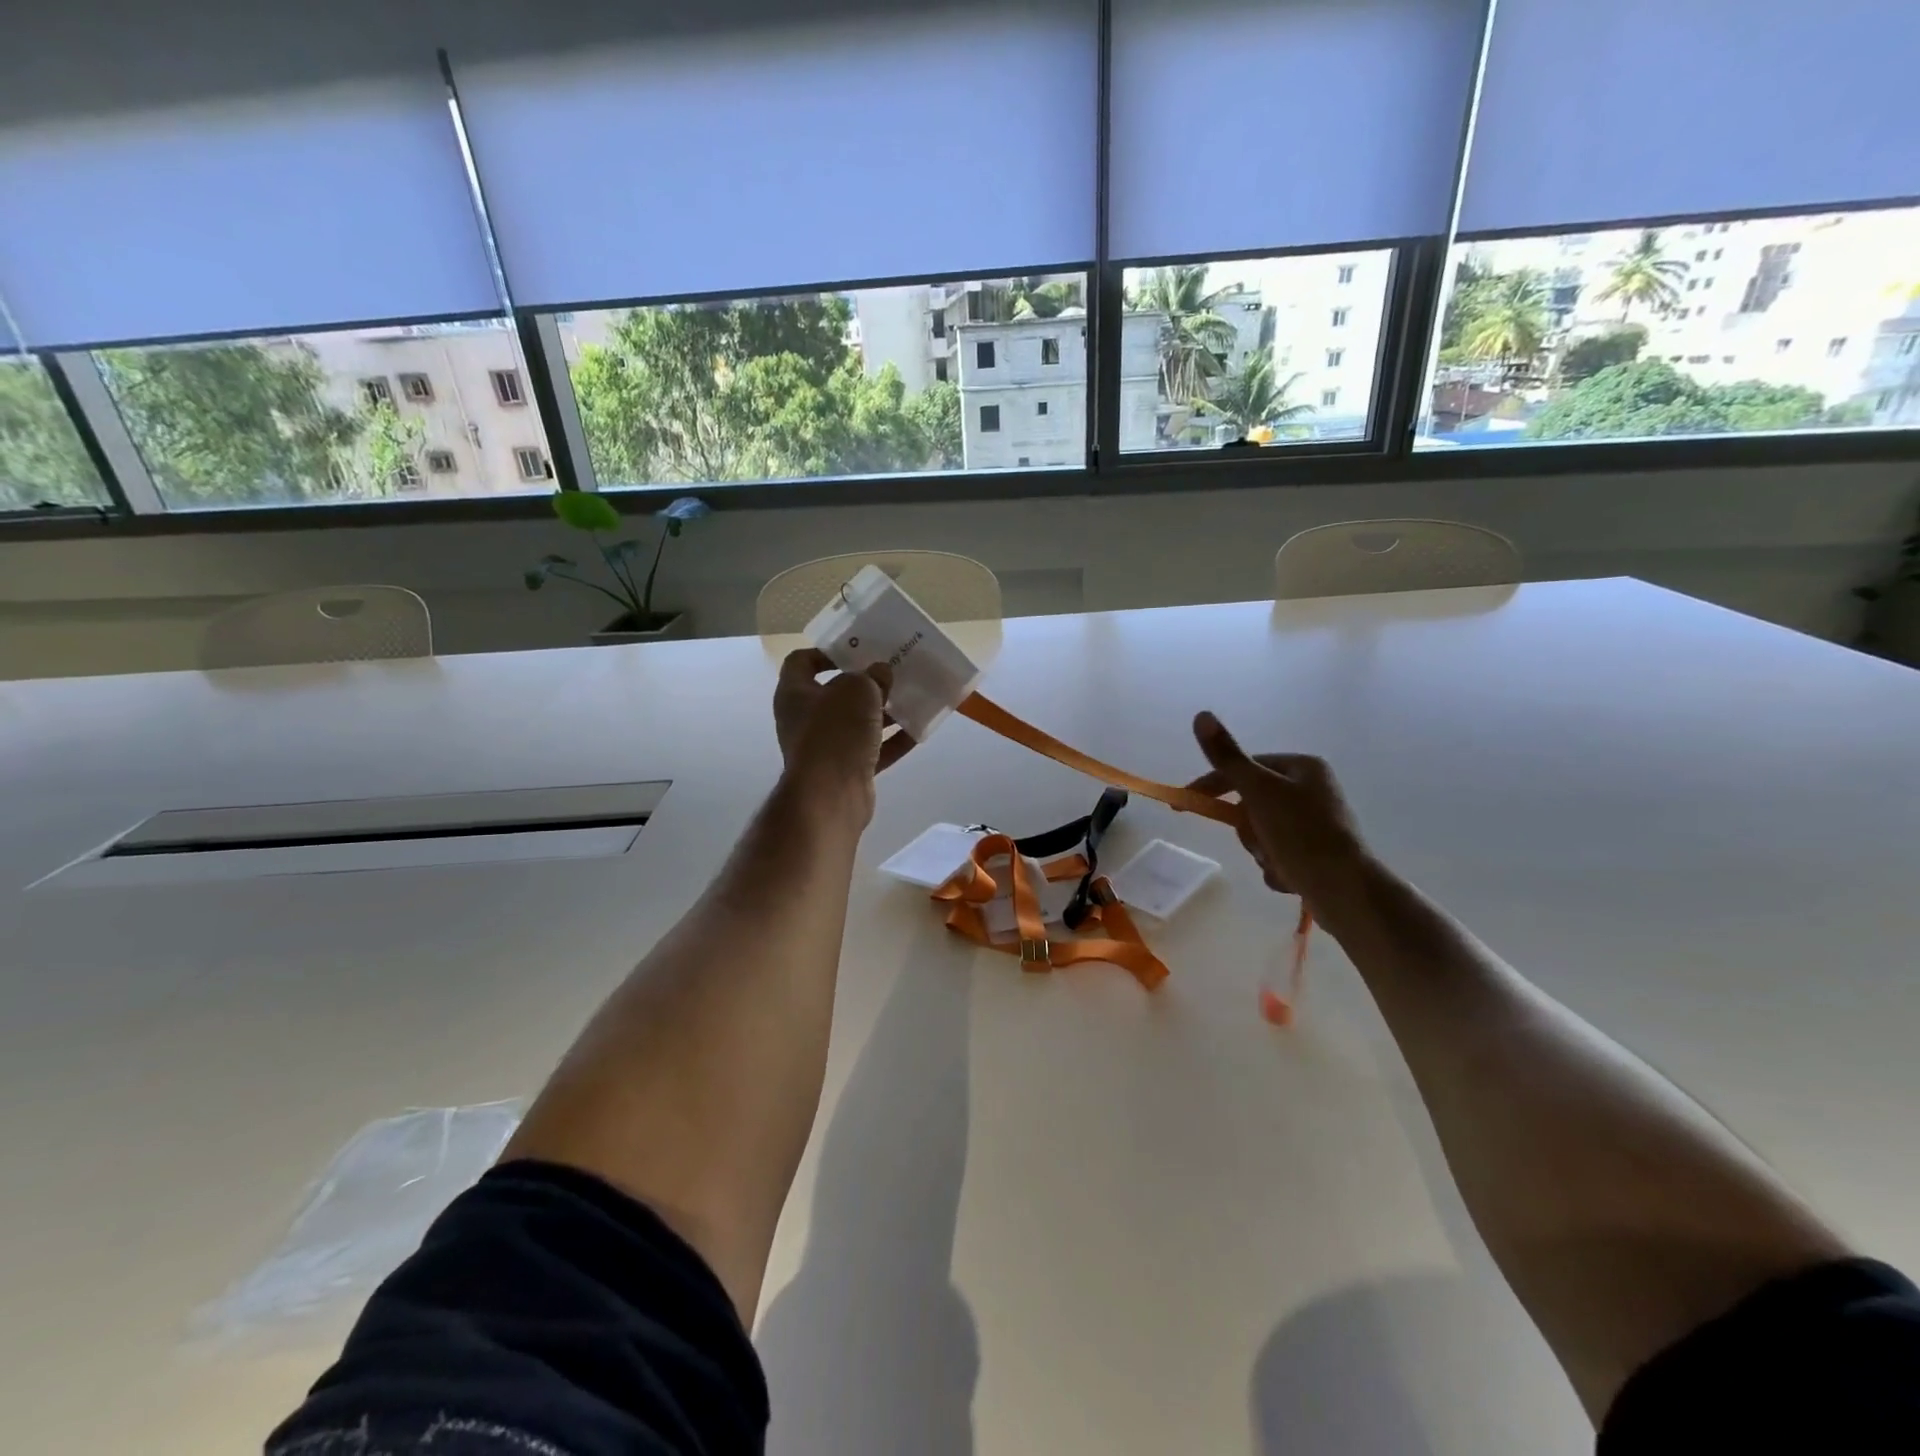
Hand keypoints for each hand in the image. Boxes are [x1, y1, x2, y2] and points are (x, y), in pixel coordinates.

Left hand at [773, 649, 915, 820]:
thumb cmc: (835, 731)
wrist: (830, 794)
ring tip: (910, 699)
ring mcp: (825, 748)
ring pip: (856, 723)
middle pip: (835, 694)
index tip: (856, 651)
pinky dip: (892, 741)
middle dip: (864, 684)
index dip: (826, 652)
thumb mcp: (857, 690)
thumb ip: (871, 677)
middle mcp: (805, 720)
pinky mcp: (846, 771)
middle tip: (892, 673)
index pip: (801, 662)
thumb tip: (880, 673)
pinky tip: (917, 731)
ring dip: (882, 712)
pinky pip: (872, 750)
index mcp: (795, 694)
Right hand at [1187, 711, 1368, 906]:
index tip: (1183, 805)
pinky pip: (1277, 855)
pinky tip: (1290, 877)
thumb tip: (1202, 714)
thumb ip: (1227, 757)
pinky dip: (1276, 866)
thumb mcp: (1259, 791)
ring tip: (1277, 861)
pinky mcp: (1316, 854)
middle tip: (1256, 838)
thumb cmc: (1302, 834)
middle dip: (1247, 827)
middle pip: (1250, 803)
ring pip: (1261, 832)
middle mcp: (1311, 790)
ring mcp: (1315, 824)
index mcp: (1302, 767)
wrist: (1346, 892)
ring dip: (1260, 849)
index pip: (1243, 768)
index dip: (1210, 785)